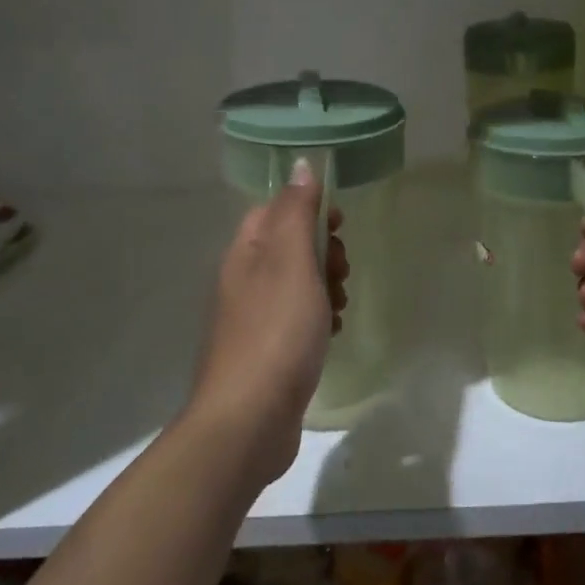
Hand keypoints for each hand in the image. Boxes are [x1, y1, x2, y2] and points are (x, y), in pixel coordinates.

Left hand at [188, 161, 348, 486]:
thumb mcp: (292, 262)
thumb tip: (299, 164)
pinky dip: (319, 319)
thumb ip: (297, 213)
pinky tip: (332, 334)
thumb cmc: (277, 332)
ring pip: (298, 283)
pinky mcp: (267, 350)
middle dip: (324, 253)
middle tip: (340, 274)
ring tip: (339, 308)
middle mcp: (244, 280)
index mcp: (245, 253)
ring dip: (326, 287)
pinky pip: (298, 318)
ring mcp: (253, 317)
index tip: (340, 226)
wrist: (249, 419)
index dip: (309, 209)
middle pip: (289, 246)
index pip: (275, 209)